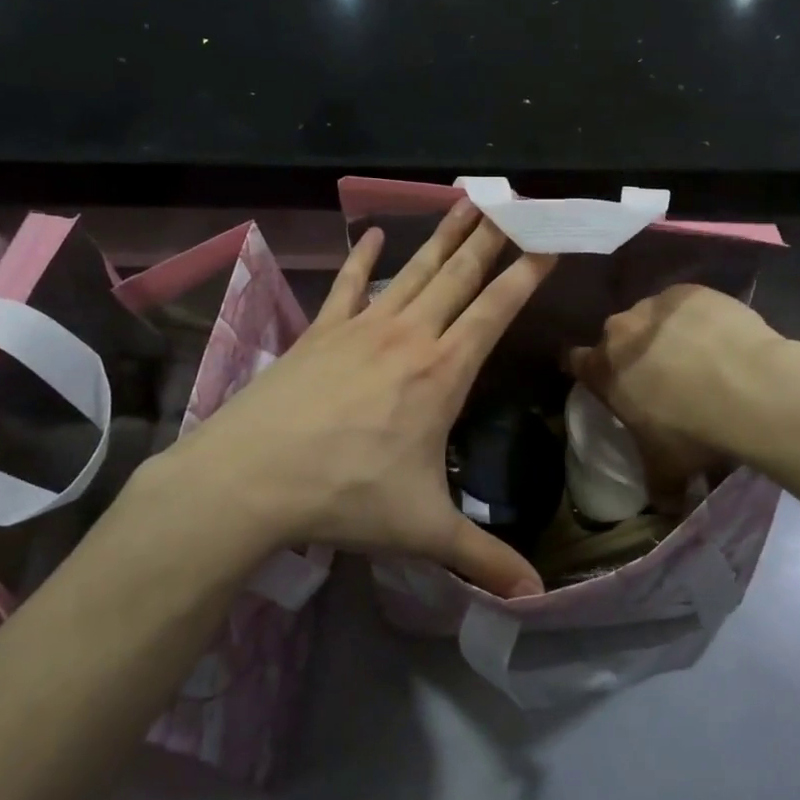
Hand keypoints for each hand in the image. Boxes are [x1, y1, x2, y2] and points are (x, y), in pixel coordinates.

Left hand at [160, 201, 554, 598]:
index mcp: (442, 372)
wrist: (250, 479)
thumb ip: (482, 558)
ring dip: (441, 236)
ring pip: (412, 270)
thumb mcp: (423, 530)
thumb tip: (536, 598)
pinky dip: (359, 258)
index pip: (496, 311)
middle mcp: (408, 336)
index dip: (526, 274)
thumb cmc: (346, 496)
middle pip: (459, 275)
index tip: (548, 241)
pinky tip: (370, 233)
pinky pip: (347, 285)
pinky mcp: (320, 332)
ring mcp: (361, 328)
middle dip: (491, 236)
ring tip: (465, 201)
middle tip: (513, 200)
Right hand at [566, 284, 779, 500]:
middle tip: (662, 376)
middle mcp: (620, 330)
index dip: (588, 371)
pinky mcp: (691, 291)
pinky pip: (687, 304)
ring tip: (699, 357)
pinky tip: (721, 338)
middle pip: (617, 337)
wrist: (749, 387)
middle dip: (633, 353)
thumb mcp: (668, 469)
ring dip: (666, 333)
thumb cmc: (693, 431)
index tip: (605, 381)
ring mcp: (655, 305)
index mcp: (603, 370)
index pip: (575, 361)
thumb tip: (665, 508)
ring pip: (652, 317)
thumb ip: (658, 487)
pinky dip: (698, 318)